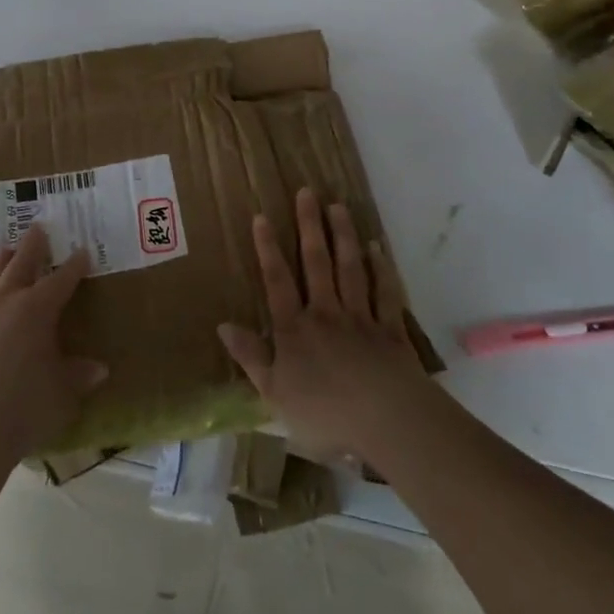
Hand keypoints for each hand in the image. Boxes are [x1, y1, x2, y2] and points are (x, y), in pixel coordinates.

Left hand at [0, 225, 107, 467]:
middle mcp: (4, 305)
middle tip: (38, 228)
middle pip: (20, 264)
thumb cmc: (23, 409)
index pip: (61, 279)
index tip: (82, 251)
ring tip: (6, 251)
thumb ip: (79, 375)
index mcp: (36, 310)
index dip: (74, 265)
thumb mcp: (62, 394)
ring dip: (2, 264)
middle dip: (32, 246)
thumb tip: (98, 368)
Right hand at [218, 188, 433, 464]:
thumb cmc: (324, 412)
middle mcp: (326, 313)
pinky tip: (377, 248)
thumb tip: (223, 326)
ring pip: (350, 269)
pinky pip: (385, 292)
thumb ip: (251, 357)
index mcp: (295, 329)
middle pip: (316, 263)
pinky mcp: (391, 330)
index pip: (277, 281)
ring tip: (338, 206)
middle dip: (310, 226)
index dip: (268, 248)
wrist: (386, 421)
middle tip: (307, 192)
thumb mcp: (274, 394)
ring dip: (344, 236)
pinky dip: (382, 269)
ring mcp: (361, 318)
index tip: (262, 216)